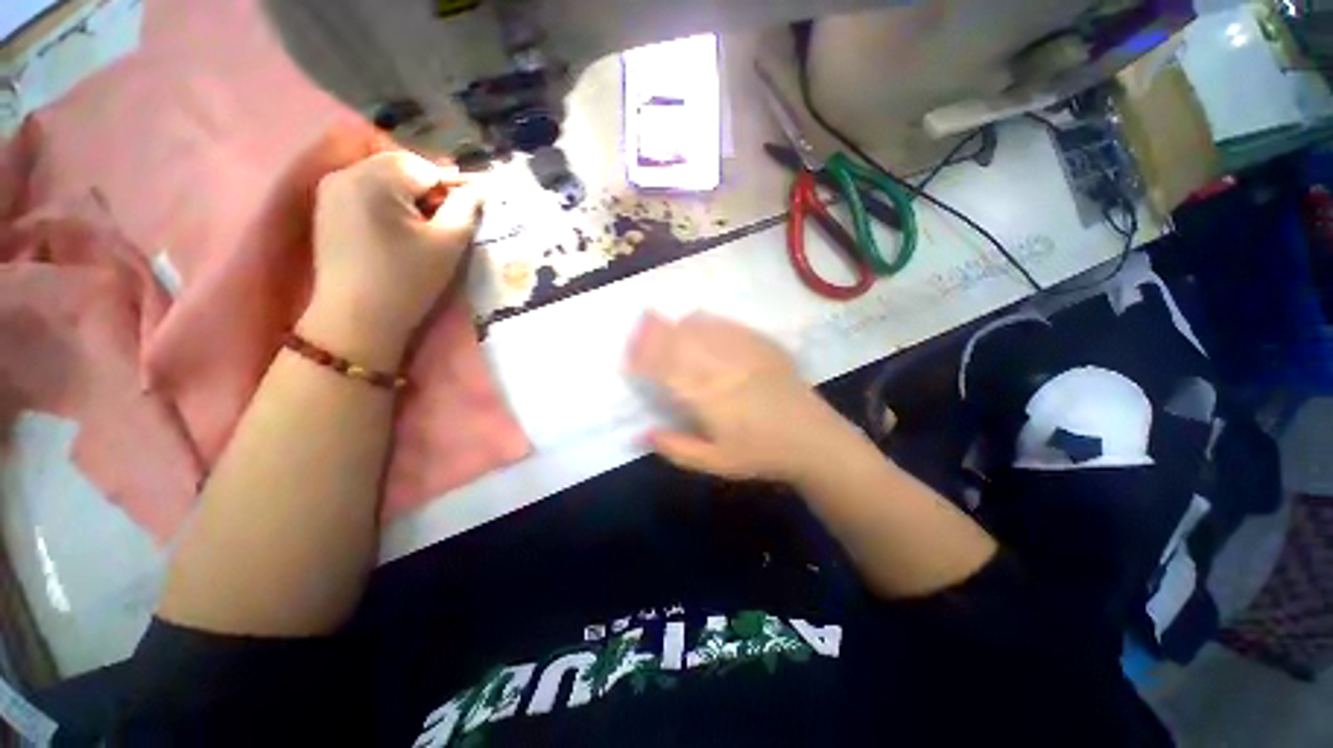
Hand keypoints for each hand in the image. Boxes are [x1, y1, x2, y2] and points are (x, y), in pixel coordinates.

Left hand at [301, 151, 481, 368]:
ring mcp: (330, 188)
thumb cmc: (407, 281)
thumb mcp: (448, 244)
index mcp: (374, 178)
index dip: (450, 189)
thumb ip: (466, 208)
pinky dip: (386, 203)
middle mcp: (345, 172)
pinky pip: (365, 190)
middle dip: (427, 190)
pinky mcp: (325, 206)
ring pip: (383, 177)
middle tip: (441, 225)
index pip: (426, 167)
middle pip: (401, 166)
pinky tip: (394, 232)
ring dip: (407, 196)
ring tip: (419, 230)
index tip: (461, 217)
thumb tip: (477, 188)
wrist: (356, 319)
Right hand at [626, 311, 850, 481]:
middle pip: (676, 341)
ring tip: (659, 324)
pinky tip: (696, 323)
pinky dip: (703, 321)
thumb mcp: (715, 462)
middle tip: (636, 332)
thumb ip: (675, 448)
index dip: (641, 360)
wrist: (812, 438)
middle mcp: (719, 367)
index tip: (628, 360)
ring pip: (698, 328)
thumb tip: (641, 434)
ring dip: (673, 325)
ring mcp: (741, 351)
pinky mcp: (760, 343)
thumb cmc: (760, 454)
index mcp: (706, 397)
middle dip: (650, 334)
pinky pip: (724, 323)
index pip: (663, 369)